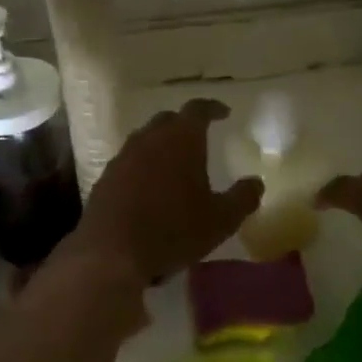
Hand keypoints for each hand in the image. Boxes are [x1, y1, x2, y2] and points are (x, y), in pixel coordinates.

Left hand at [68, 100, 261, 286]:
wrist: (112, 253)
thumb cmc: (173, 230)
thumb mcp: (221, 220)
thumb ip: (242, 198)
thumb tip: (256, 183)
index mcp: (181, 139)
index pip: (198, 109)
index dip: (212, 108)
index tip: (223, 112)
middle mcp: (149, 139)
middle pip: (168, 120)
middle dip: (184, 124)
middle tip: (199, 137)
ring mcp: (123, 157)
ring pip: (145, 139)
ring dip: (161, 145)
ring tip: (174, 163)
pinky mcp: (105, 179)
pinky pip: (129, 163)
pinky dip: (142, 167)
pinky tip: (148, 188)